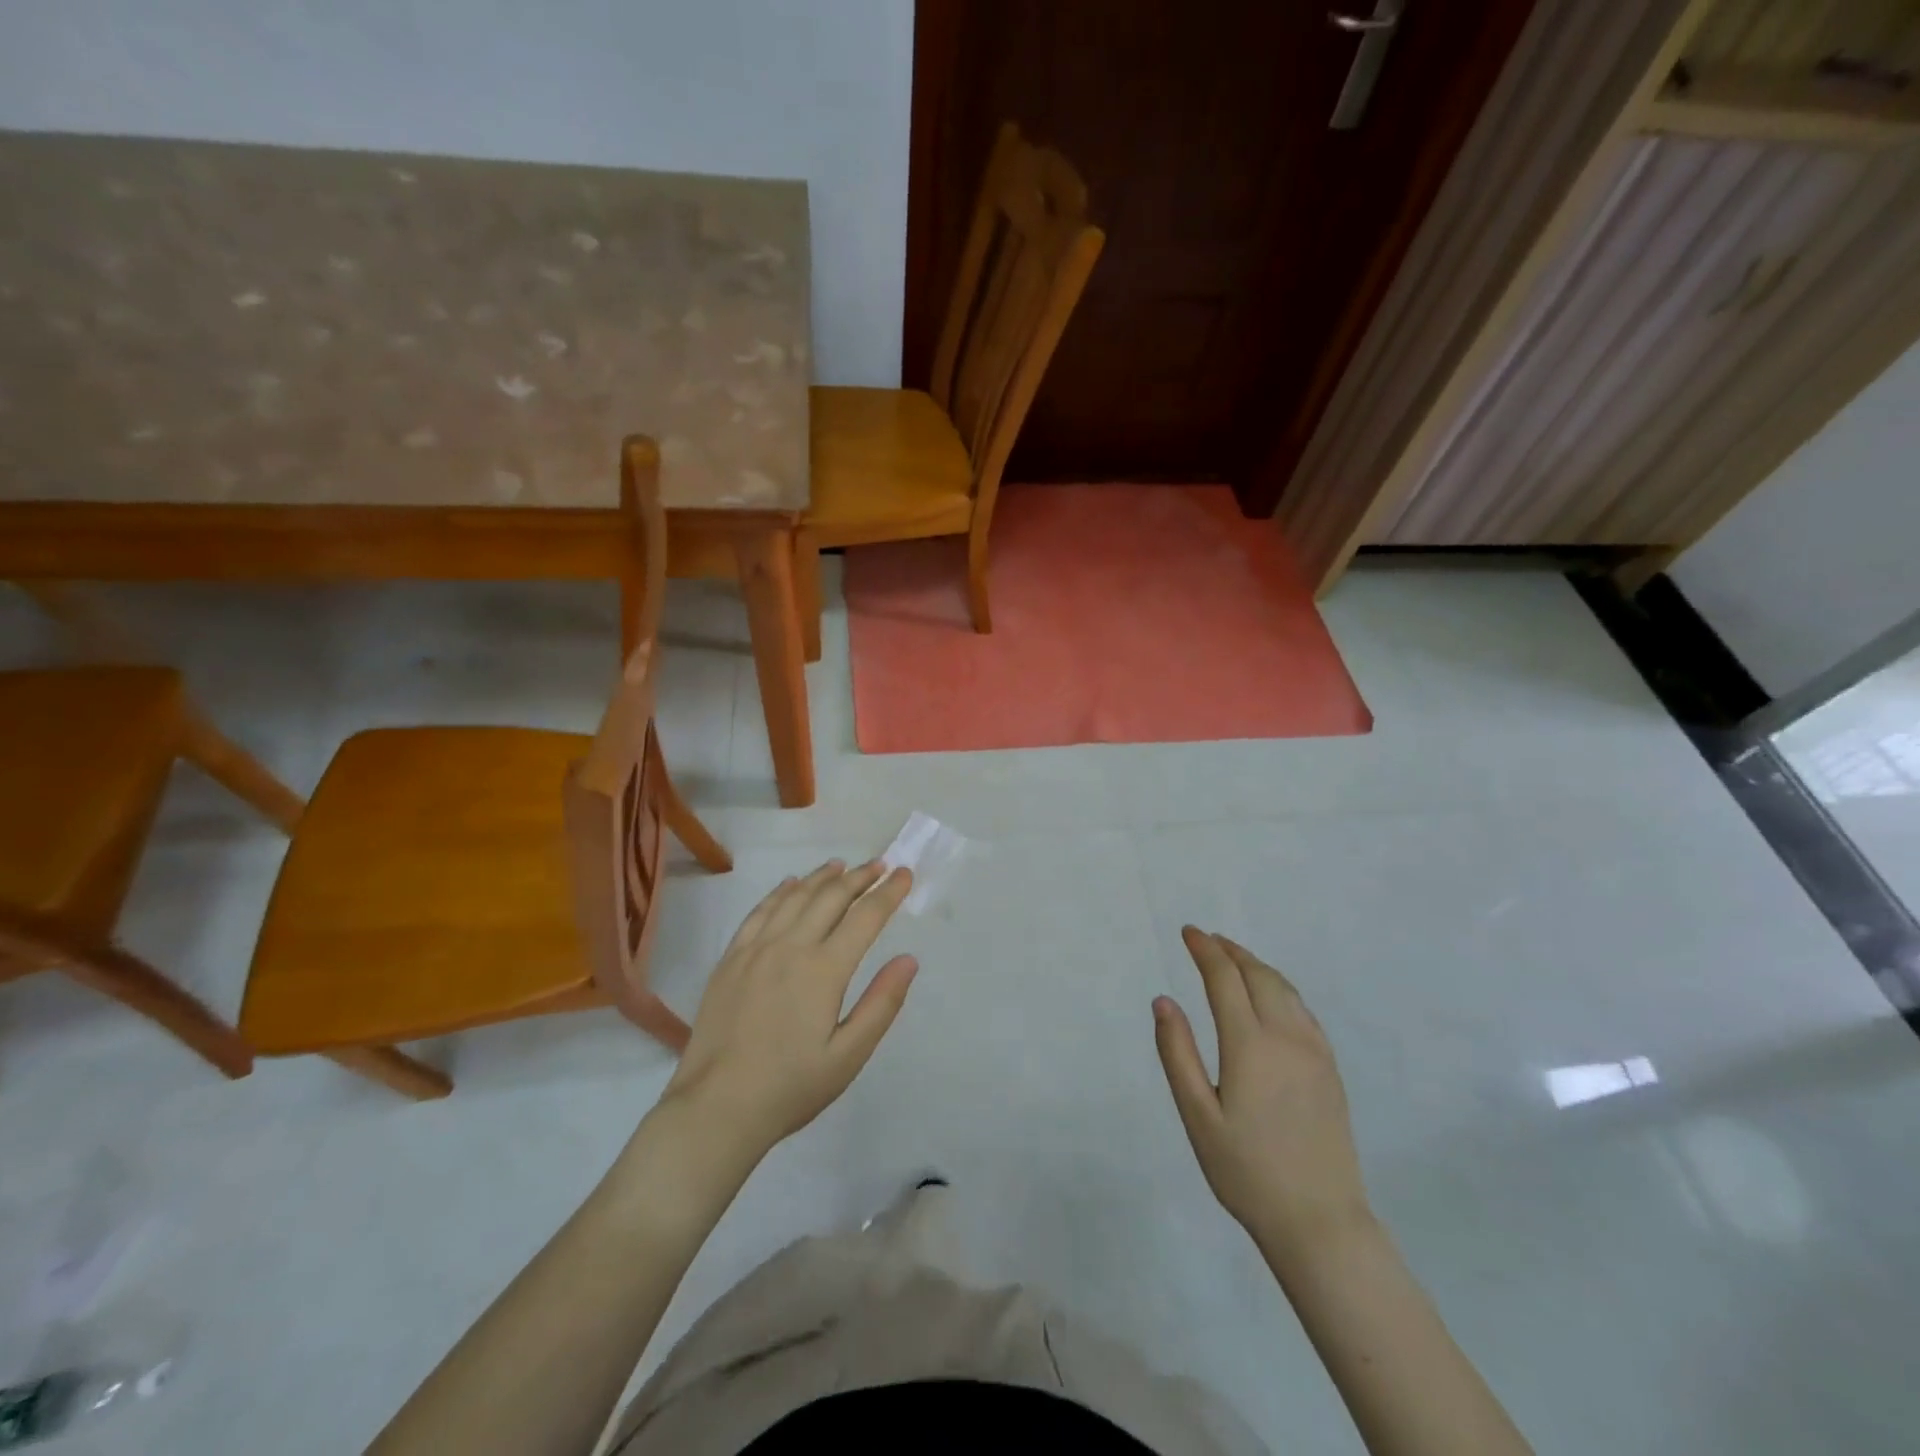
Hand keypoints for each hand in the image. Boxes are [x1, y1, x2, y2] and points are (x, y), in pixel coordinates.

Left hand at [661, 860, 917, 1163]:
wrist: (716, 1108)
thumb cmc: (790, 1087)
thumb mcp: (849, 1056)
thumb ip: (881, 1004)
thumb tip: (909, 959)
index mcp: (824, 970)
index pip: (865, 917)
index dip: (889, 893)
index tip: (905, 874)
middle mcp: (791, 947)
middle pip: (831, 897)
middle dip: (860, 877)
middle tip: (880, 865)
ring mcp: (756, 949)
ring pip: (795, 897)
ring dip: (822, 877)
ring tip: (842, 865)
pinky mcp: (731, 959)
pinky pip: (759, 911)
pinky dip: (781, 892)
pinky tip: (790, 885)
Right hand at [1154, 928, 1372, 1262]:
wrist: (1320, 1222)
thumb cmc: (1247, 1172)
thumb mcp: (1198, 1116)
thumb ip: (1177, 1054)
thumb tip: (1163, 1001)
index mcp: (1250, 1045)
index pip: (1224, 979)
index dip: (1205, 950)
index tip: (1188, 932)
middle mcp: (1286, 1037)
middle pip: (1258, 975)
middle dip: (1230, 951)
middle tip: (1207, 940)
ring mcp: (1314, 1052)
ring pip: (1285, 989)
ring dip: (1256, 966)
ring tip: (1234, 959)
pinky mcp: (1330, 1070)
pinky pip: (1303, 1011)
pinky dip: (1280, 988)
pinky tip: (1271, 996)